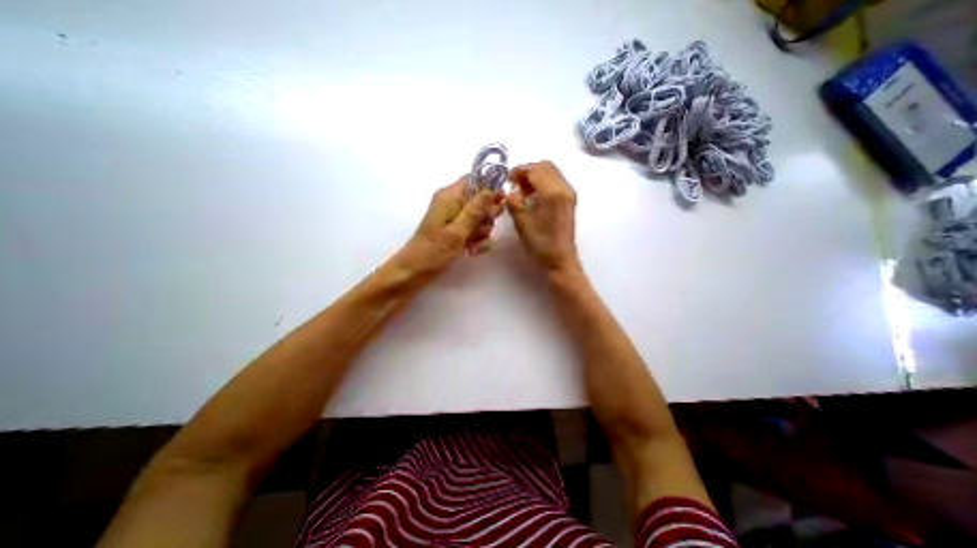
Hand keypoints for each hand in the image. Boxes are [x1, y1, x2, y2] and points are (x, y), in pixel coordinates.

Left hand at [397, 175, 503, 278]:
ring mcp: (455, 218)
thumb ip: (475, 211)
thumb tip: (491, 190)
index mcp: (449, 196)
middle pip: (481, 200)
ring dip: (483, 233)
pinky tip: (473, 251)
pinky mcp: (457, 231)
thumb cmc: (433, 252)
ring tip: (473, 246)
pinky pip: (475, 230)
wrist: (415, 272)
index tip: (498, 205)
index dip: (490, 189)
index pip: (475, 179)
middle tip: (481, 231)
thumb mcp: (457, 232)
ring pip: (481, 218)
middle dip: (487, 217)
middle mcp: (453, 203)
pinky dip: (478, 241)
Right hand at [508, 160, 573, 273]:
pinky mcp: (569, 202)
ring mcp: (569, 194)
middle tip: (515, 185)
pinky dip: (544, 184)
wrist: (560, 259)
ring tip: (523, 192)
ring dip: (536, 177)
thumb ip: (513, 201)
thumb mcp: (521, 222)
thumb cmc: (540, 243)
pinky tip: (534, 198)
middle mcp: (564, 188)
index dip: (520, 171)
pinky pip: (556, 183)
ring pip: (552, 173)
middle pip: (546, 166)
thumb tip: (512, 191)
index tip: (508, 179)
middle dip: (528, 171)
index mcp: (552, 191)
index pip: (535, 169)